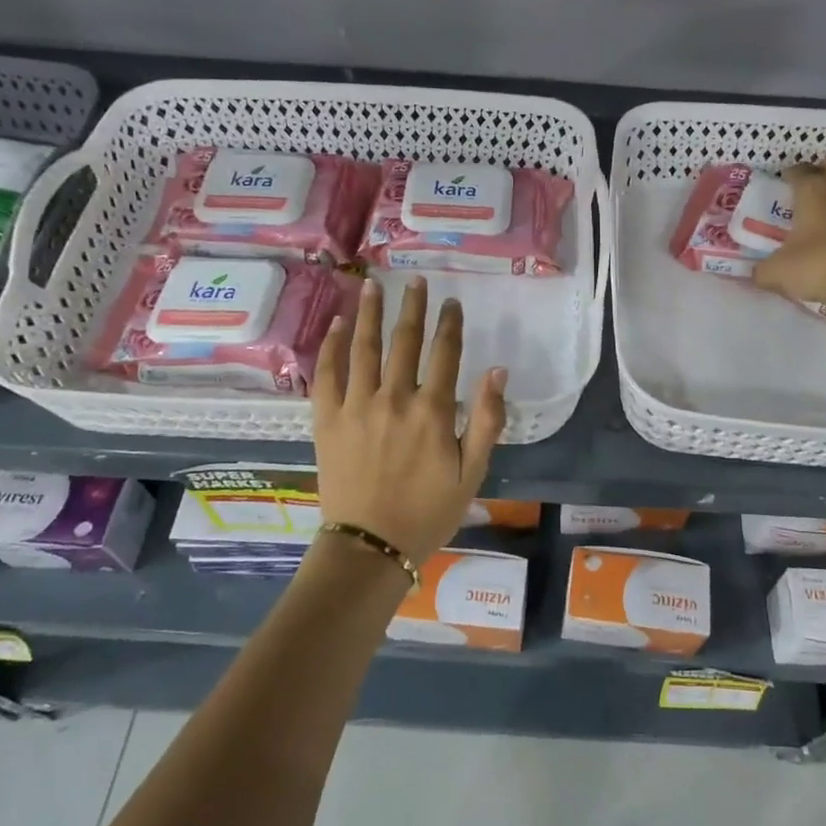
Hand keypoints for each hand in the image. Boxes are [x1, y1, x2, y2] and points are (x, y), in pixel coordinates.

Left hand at [312, 277, 507, 565]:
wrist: (370, 546)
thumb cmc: (428, 512)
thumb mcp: (472, 472)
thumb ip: (487, 419)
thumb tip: (498, 370)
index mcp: (432, 411)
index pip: (445, 353)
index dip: (450, 324)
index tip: (451, 301)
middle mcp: (394, 398)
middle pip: (404, 340)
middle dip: (412, 306)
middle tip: (415, 279)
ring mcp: (356, 405)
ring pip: (364, 347)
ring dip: (370, 313)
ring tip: (373, 284)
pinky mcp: (327, 419)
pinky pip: (327, 373)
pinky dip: (332, 346)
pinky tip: (337, 324)